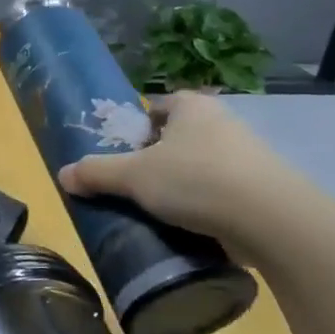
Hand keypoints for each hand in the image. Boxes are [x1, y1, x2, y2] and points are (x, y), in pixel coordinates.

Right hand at [57, 90, 304, 242]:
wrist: (272, 220)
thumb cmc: (195, 180)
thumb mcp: (133, 176)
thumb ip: (96, 173)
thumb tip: (62, 176)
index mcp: (192, 107)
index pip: (159, 106)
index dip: (139, 126)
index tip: (126, 153)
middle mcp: (223, 122)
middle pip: (180, 137)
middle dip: (159, 159)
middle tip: (136, 185)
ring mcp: (249, 156)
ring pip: (203, 166)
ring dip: (184, 185)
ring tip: (162, 211)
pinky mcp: (264, 189)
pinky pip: (225, 192)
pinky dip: (208, 206)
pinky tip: (192, 227)